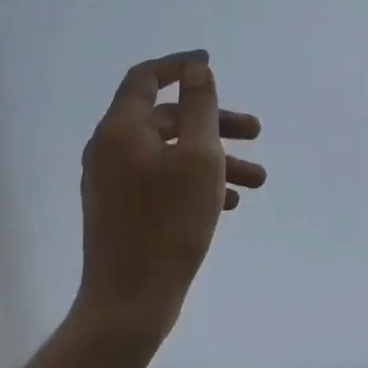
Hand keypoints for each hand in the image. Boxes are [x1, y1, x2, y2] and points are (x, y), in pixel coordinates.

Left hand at [77, 51, 265, 337]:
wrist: (128, 303)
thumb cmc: (168, 224)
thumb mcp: (198, 158)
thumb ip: (200, 106)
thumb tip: (195, 69)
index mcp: (121, 129)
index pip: (146, 78)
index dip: (179, 66)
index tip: (210, 64)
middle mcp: (110, 148)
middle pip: (168, 119)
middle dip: (215, 122)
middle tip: (255, 132)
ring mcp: (112, 181)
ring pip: (170, 154)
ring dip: (213, 158)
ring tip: (257, 180)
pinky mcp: (120, 209)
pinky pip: (161, 180)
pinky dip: (194, 182)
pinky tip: (230, 202)